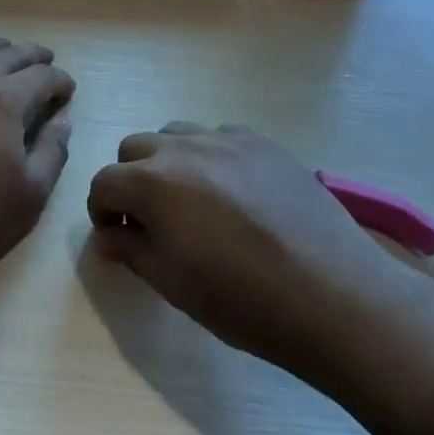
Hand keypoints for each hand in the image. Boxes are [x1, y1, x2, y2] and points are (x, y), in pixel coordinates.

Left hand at [0, 39, 74, 276]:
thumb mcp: (31, 193)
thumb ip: (52, 152)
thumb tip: (63, 121)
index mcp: (5, 102)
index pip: (41, 77)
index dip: (60, 80)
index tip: (68, 90)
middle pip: (8, 56)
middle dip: (33, 55)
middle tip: (47, 60)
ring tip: (9, 52)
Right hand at [87, 123, 404, 369]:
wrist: (332, 295)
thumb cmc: (241, 299)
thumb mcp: (171, 282)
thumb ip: (129, 249)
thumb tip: (106, 234)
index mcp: (153, 183)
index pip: (104, 181)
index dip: (101, 209)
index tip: (116, 234)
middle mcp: (185, 149)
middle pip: (135, 148)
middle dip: (130, 180)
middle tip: (149, 218)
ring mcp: (228, 140)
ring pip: (177, 135)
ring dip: (168, 162)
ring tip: (190, 200)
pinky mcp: (265, 144)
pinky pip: (220, 137)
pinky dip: (210, 157)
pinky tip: (232, 193)